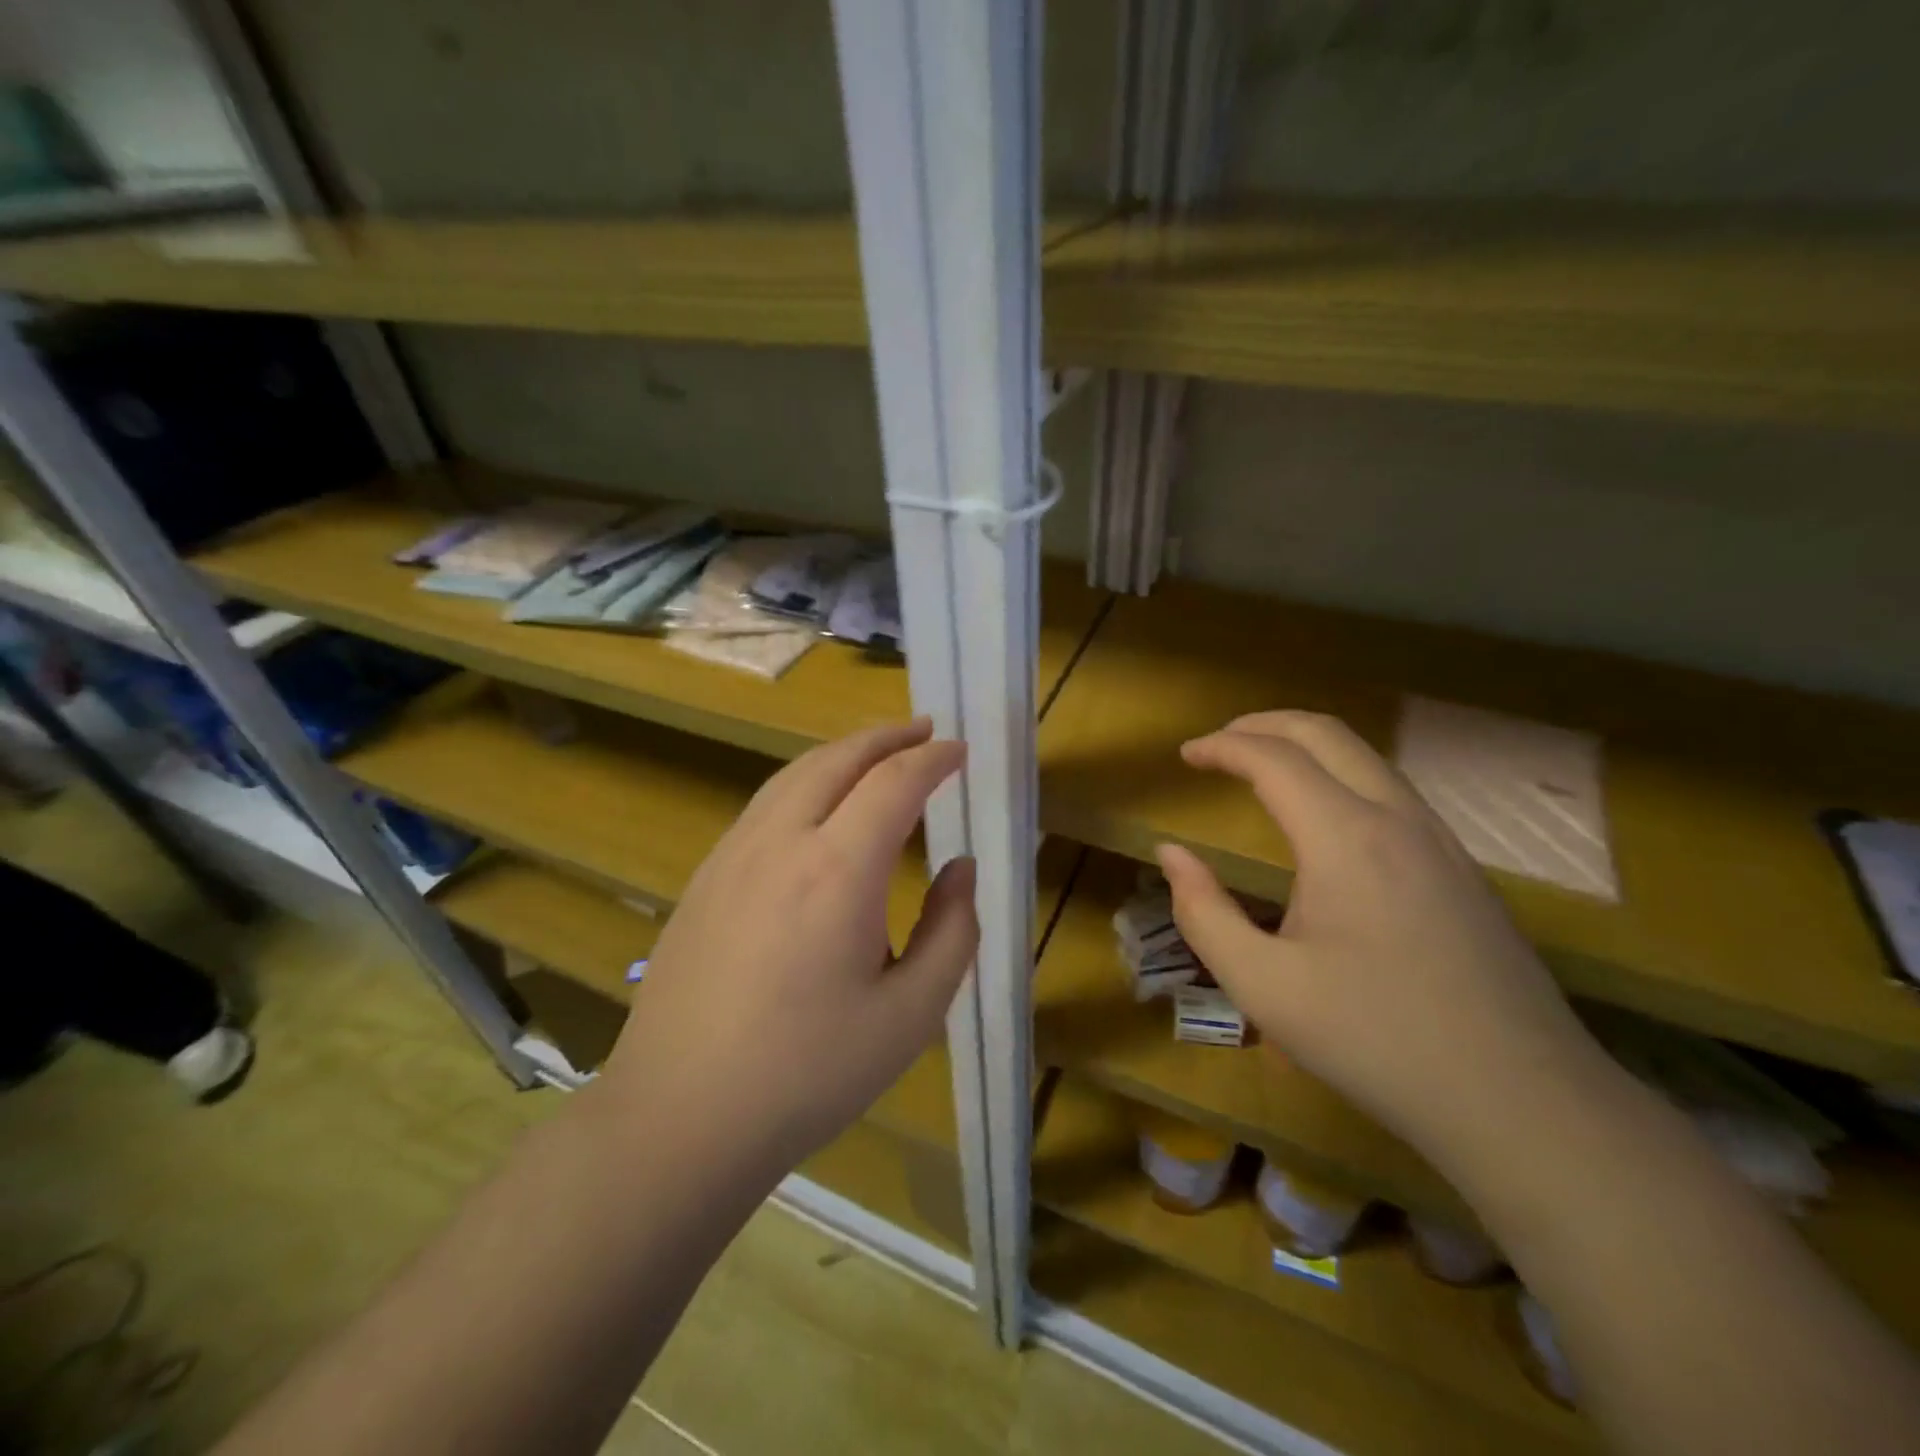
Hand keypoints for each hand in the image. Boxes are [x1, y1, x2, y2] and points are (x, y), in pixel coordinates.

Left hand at [599, 719, 977, 1167]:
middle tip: (924, 730)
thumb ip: (952, 932)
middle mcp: (781, 843)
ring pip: (794, 774)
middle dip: (887, 737)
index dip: (932, 759)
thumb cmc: (809, 1072)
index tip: (960, 751)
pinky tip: (817, 805)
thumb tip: (960, 868)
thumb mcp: (911, 1014)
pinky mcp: (705, 877)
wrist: (680, 1115)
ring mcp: (733, 855)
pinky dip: (805, 781)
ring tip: (876, 754)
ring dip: (842, 753)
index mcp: (837, 871)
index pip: (894, 783)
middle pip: (837, 760)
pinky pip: (765, 804)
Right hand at [1157, 711, 1603, 1174]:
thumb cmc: (1376, 1041)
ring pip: (1366, 756)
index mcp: (1345, 838)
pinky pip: (1391, 789)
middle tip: (1219, 743)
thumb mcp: (1263, 986)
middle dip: (1263, 725)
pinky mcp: (1462, 867)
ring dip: (1306, 746)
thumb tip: (1172, 854)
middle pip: (1326, 733)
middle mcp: (1397, 818)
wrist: (1523, 1101)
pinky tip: (1323, 816)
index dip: (1222, 746)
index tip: (1185, 754)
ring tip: (1262, 767)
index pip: (1274, 759)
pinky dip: (1340, 774)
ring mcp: (1440, 839)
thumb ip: (1203, 912)